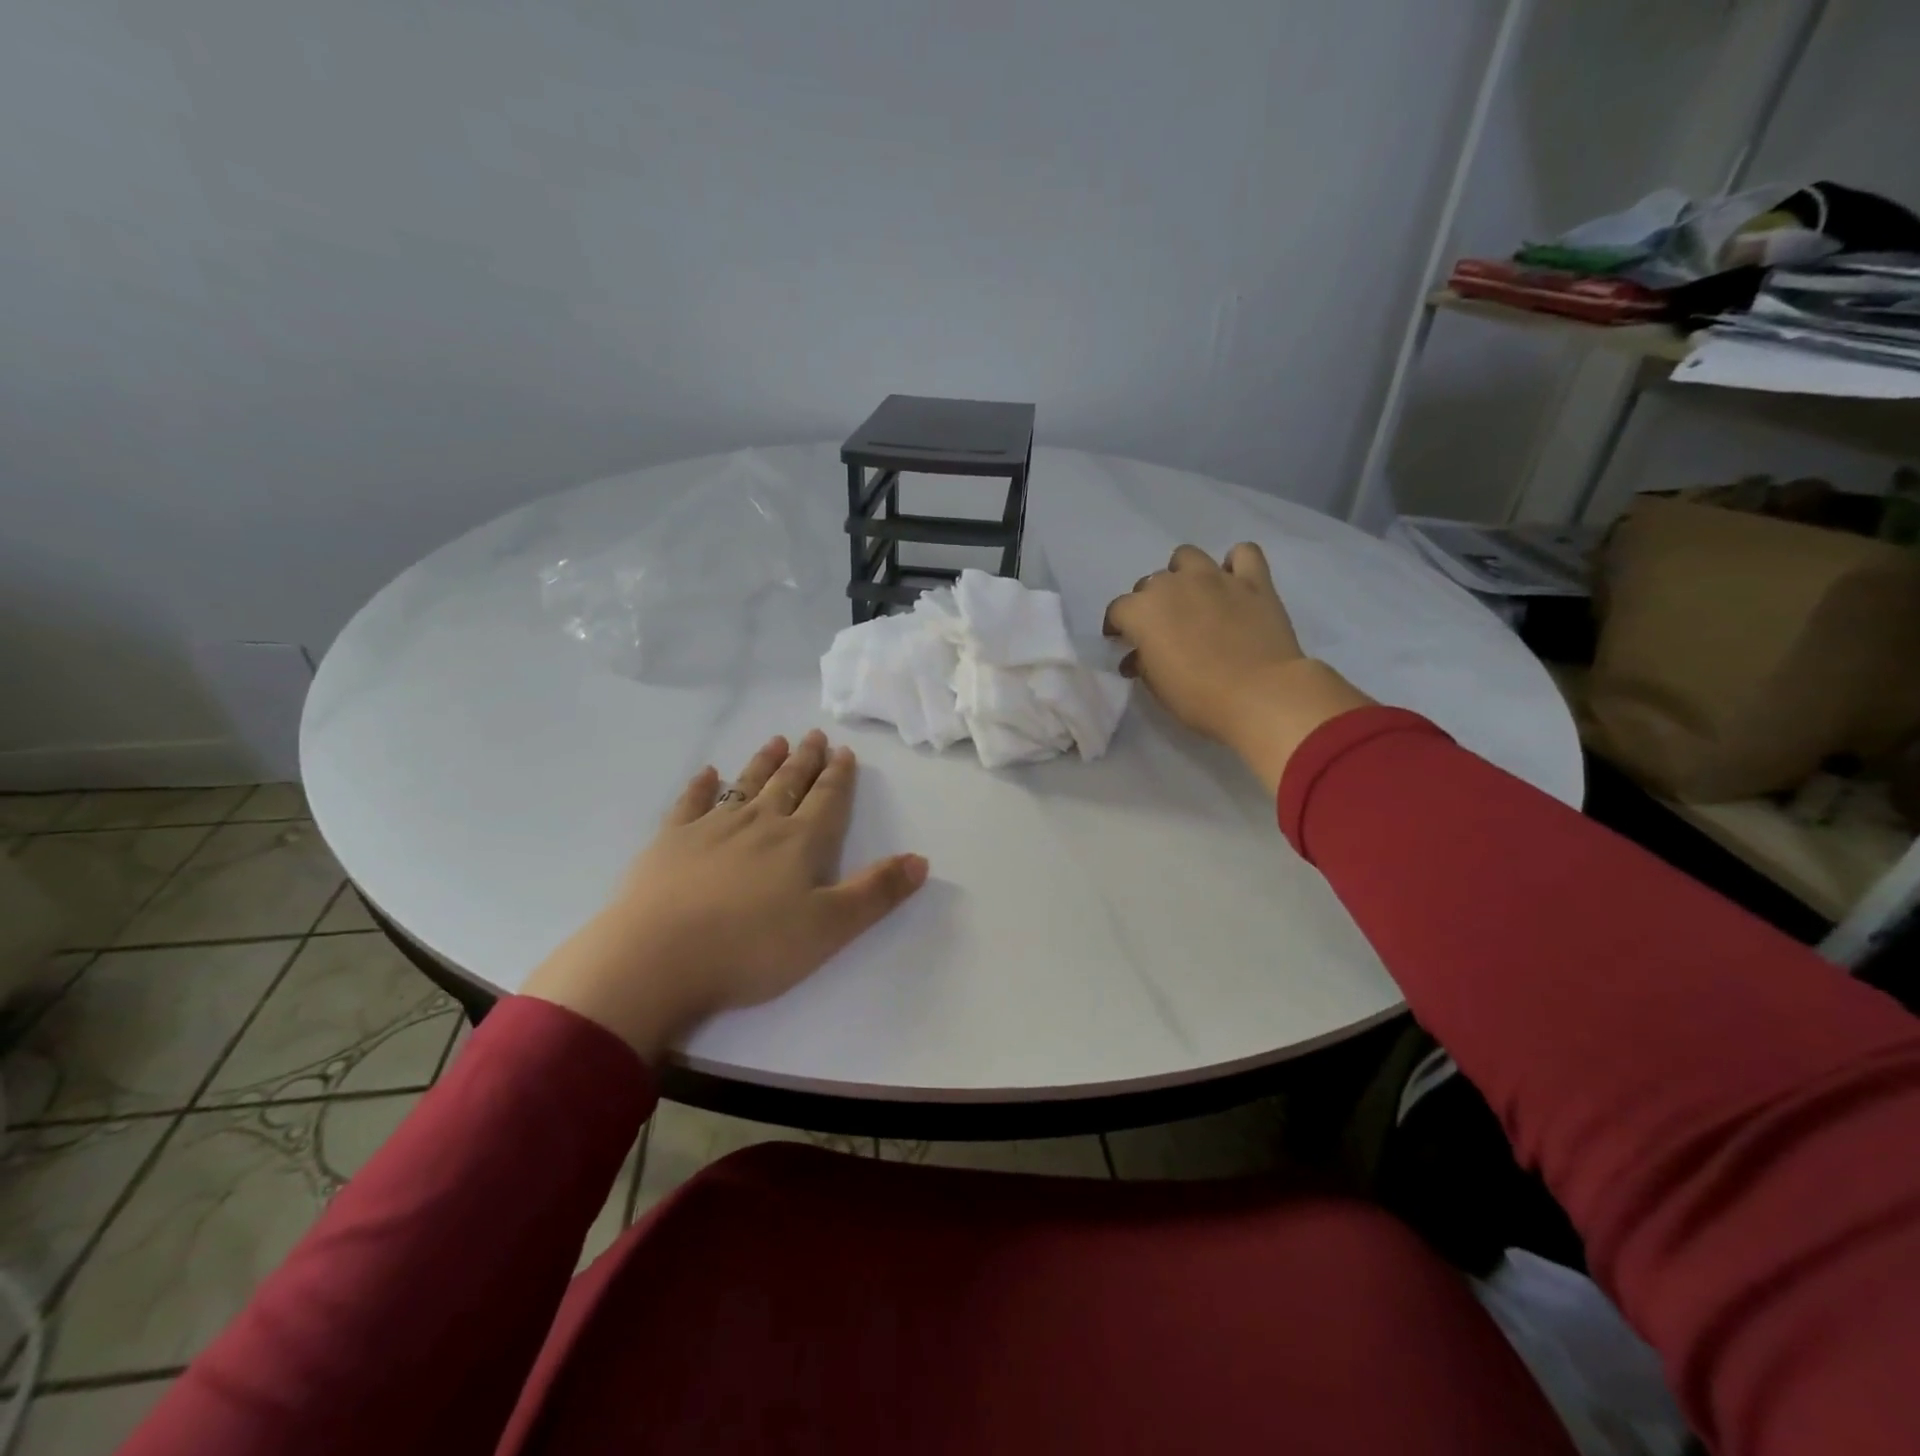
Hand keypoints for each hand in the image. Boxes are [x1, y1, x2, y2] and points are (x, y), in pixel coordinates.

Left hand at [524, 729, 927, 1061]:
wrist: (657, 960)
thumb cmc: (751, 948)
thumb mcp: (830, 929)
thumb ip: (876, 893)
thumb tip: (921, 859)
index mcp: (799, 843)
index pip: (826, 801)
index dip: (839, 777)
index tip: (844, 752)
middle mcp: (759, 824)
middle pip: (788, 784)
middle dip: (805, 761)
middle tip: (814, 736)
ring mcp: (710, 829)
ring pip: (745, 785)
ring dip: (762, 763)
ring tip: (776, 742)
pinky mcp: (669, 843)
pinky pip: (690, 804)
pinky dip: (701, 786)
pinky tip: (707, 774)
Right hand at [1103, 543, 1371, 794]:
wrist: (1260, 695)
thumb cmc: (1198, 697)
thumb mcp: (1156, 686)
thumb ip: (1142, 662)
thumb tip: (1137, 656)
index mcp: (1142, 610)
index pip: (1117, 610)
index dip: (1117, 626)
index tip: (1122, 642)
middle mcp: (1174, 584)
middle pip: (1151, 583)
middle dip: (1150, 603)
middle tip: (1161, 627)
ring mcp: (1215, 577)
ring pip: (1188, 557)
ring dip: (1183, 573)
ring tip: (1192, 596)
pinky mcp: (1254, 581)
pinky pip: (1243, 554)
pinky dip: (1236, 564)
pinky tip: (1234, 582)